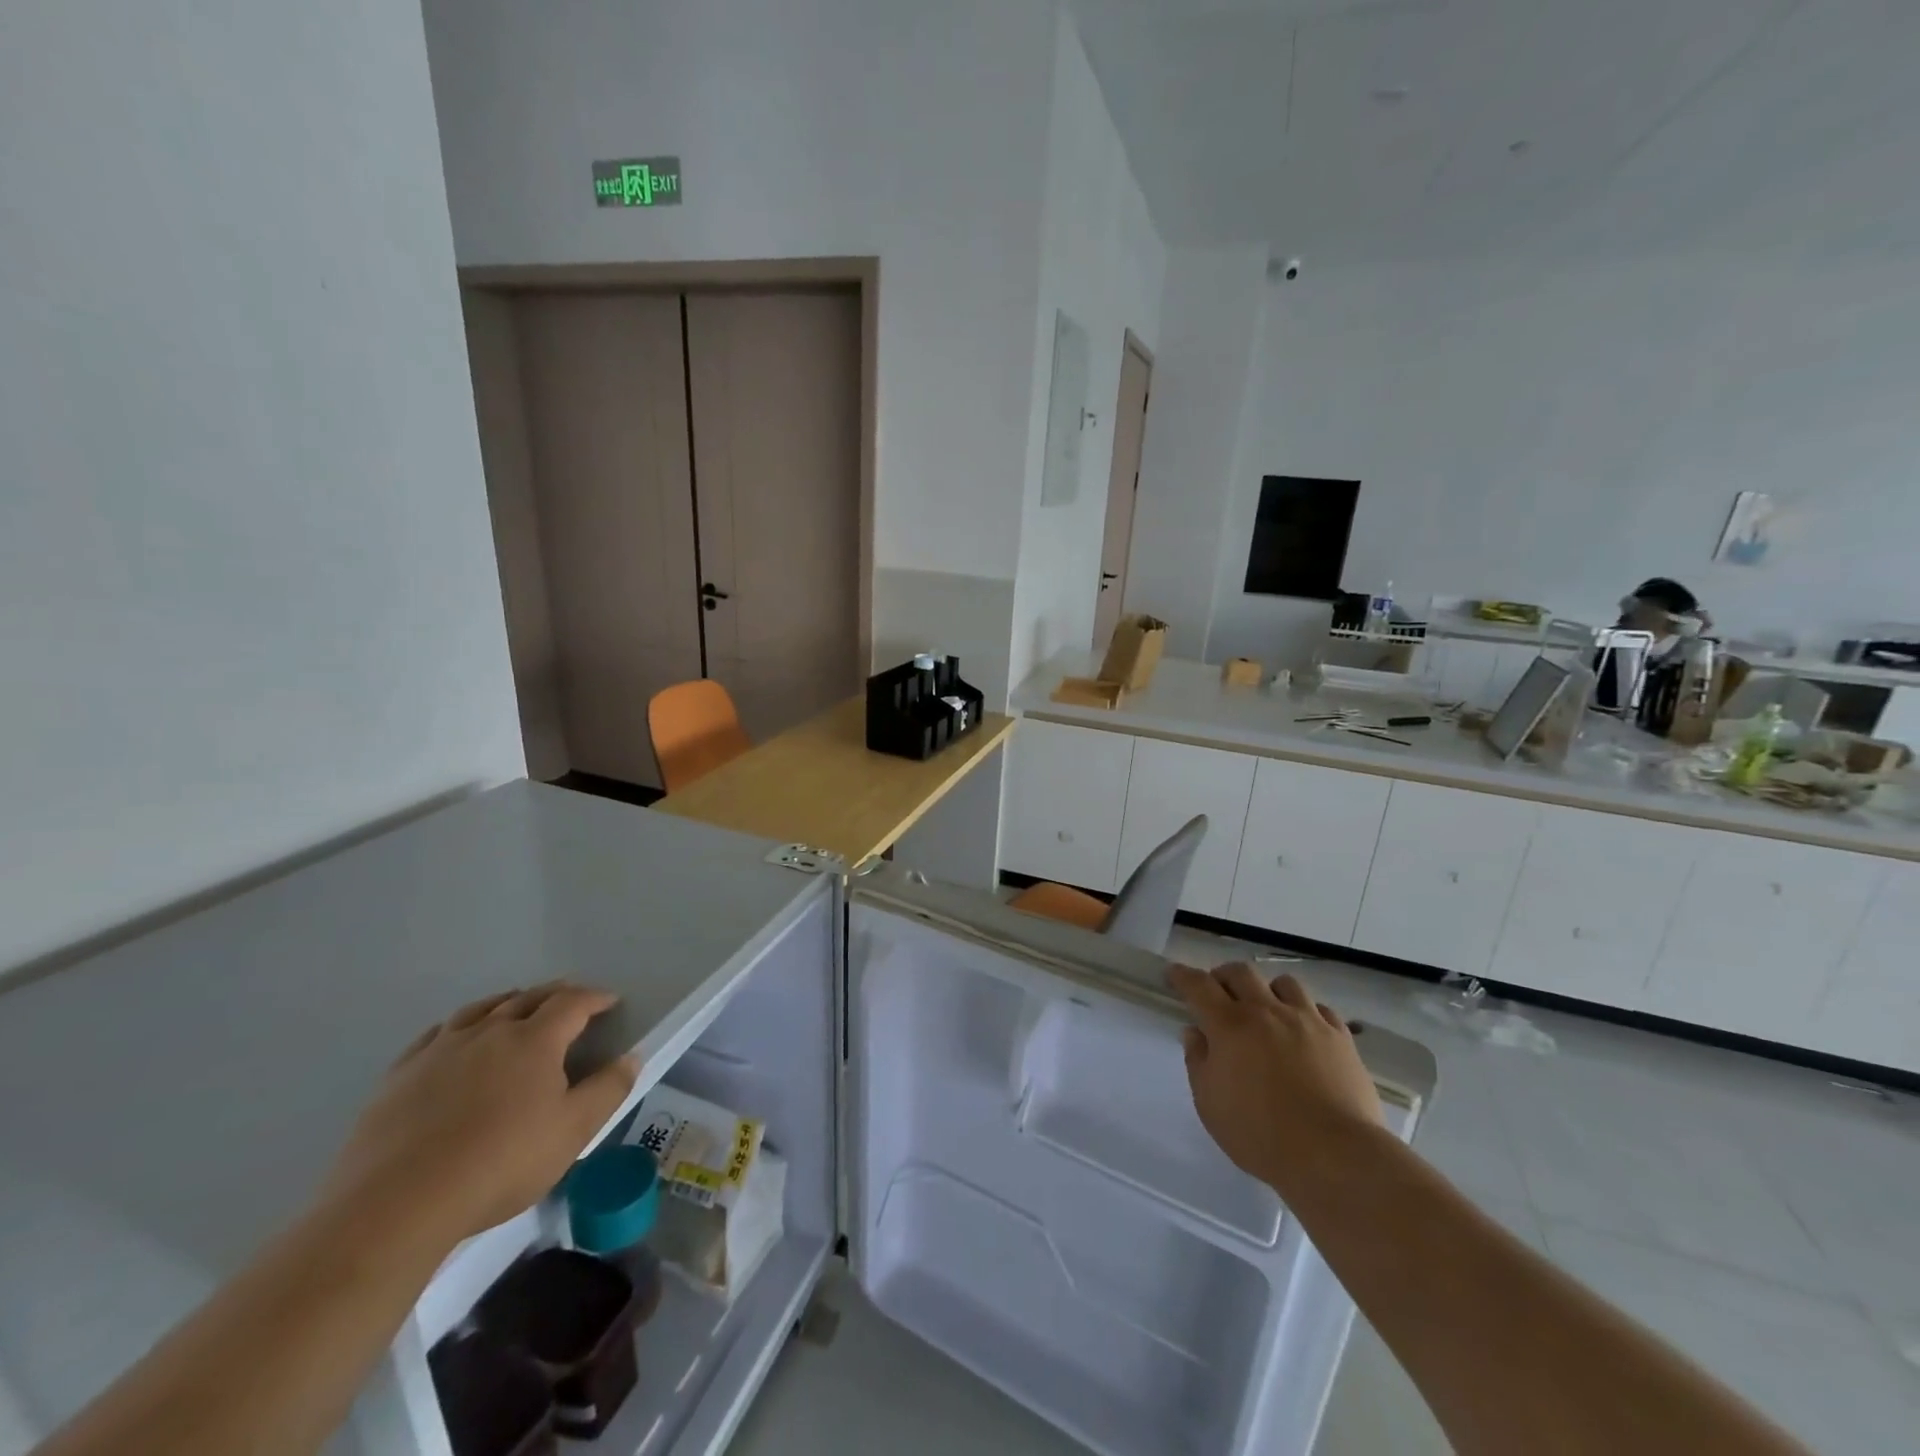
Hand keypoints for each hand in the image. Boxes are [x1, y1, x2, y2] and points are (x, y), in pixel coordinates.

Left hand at [320, 983, 638, 1247]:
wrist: (396, 1204)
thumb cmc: (500, 1163)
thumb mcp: (572, 1131)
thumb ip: (607, 1090)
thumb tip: (631, 1056)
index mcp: (535, 1040)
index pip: (572, 1003)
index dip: (595, 998)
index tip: (611, 1001)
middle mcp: (490, 1031)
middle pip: (528, 998)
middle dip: (555, 994)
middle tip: (571, 997)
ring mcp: (440, 1049)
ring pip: (481, 1009)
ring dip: (507, 1002)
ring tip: (517, 1006)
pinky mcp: (400, 1075)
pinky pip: (437, 1033)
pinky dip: (460, 1026)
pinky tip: (456, 1038)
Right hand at [1170, 964, 1382, 1190]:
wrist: (1335, 1155)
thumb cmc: (1261, 1134)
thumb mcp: (1210, 1104)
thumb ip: (1198, 1062)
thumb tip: (1195, 1032)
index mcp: (1230, 1025)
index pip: (1199, 986)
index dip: (1183, 976)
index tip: (1174, 973)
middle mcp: (1267, 1011)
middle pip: (1241, 972)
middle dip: (1223, 976)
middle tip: (1218, 993)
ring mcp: (1307, 1020)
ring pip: (1284, 983)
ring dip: (1267, 990)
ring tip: (1266, 1009)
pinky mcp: (1340, 1037)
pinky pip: (1320, 1008)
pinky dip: (1305, 1012)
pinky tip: (1304, 1030)